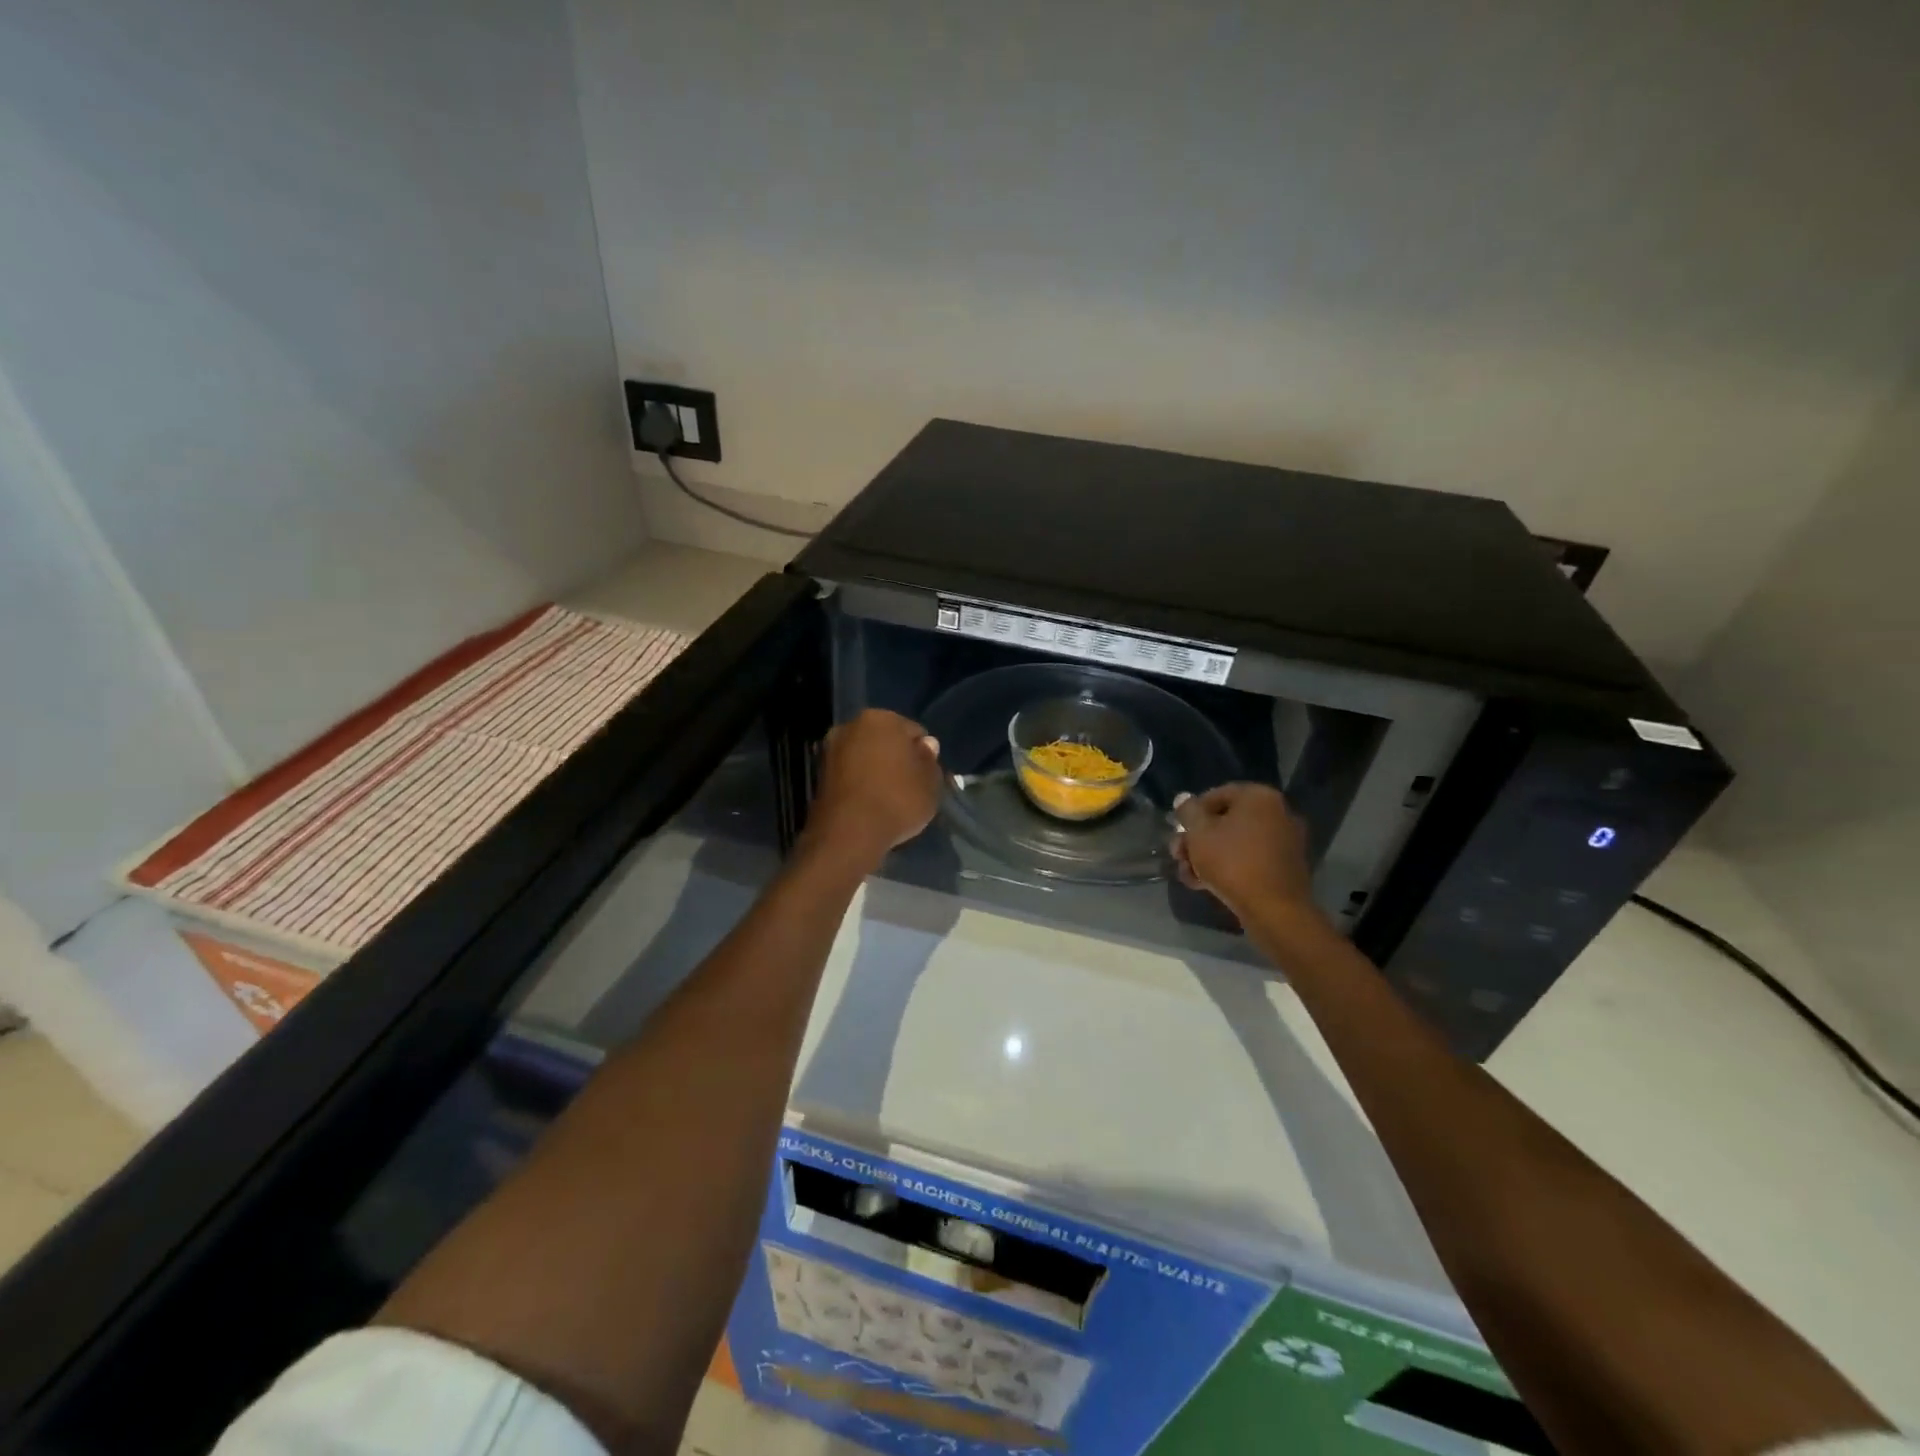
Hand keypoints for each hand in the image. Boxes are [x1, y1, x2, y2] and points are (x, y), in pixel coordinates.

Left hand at [804, 709, 943, 865]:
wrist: (848, 834)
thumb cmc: (897, 800)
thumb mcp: (930, 783)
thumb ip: (929, 760)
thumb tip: (926, 745)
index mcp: (881, 718)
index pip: (913, 731)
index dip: (923, 754)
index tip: (926, 775)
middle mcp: (851, 726)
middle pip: (885, 740)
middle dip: (896, 758)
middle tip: (909, 786)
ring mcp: (831, 750)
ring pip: (865, 757)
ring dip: (877, 771)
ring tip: (890, 799)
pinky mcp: (818, 776)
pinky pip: (850, 775)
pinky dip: (860, 785)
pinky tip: (871, 805)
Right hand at [1171, 783, 1321, 924]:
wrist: (1274, 909)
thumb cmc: (1232, 862)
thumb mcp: (1199, 833)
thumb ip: (1188, 812)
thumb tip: (1184, 798)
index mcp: (1260, 797)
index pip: (1216, 794)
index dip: (1191, 812)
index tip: (1178, 831)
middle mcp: (1277, 813)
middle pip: (1224, 821)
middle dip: (1196, 839)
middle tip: (1178, 855)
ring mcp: (1283, 842)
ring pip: (1234, 843)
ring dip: (1207, 856)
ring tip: (1188, 875)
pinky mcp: (1284, 868)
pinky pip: (1249, 859)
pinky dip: (1228, 867)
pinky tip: (1205, 885)